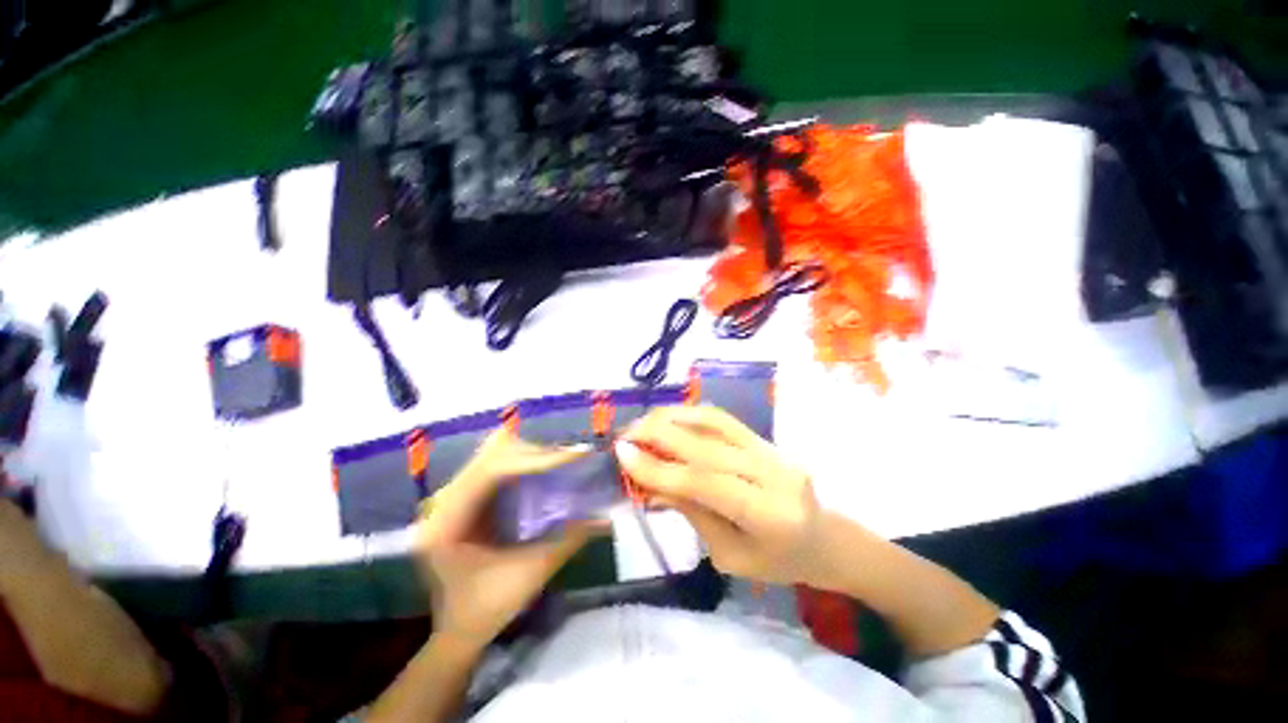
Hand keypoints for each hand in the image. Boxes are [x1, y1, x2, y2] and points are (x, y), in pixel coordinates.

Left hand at [417, 428, 595, 648]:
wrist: (453, 632)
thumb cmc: (484, 611)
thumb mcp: (528, 576)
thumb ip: (568, 541)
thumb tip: (605, 518)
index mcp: (448, 521)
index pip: (493, 469)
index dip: (536, 458)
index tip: (576, 456)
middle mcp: (445, 499)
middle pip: (494, 452)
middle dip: (537, 452)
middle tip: (572, 460)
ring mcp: (453, 495)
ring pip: (495, 452)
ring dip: (531, 453)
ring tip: (562, 463)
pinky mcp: (465, 496)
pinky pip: (497, 463)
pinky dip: (524, 462)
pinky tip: (545, 472)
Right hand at [616, 405, 828, 586]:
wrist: (823, 540)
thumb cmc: (778, 562)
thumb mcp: (729, 555)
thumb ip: (692, 511)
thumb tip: (650, 479)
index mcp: (769, 516)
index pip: (705, 482)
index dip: (659, 467)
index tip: (622, 454)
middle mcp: (774, 473)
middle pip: (707, 445)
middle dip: (658, 435)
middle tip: (624, 435)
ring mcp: (773, 449)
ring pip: (715, 422)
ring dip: (672, 417)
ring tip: (642, 423)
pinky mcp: (766, 438)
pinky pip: (723, 419)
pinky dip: (690, 415)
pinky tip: (668, 418)